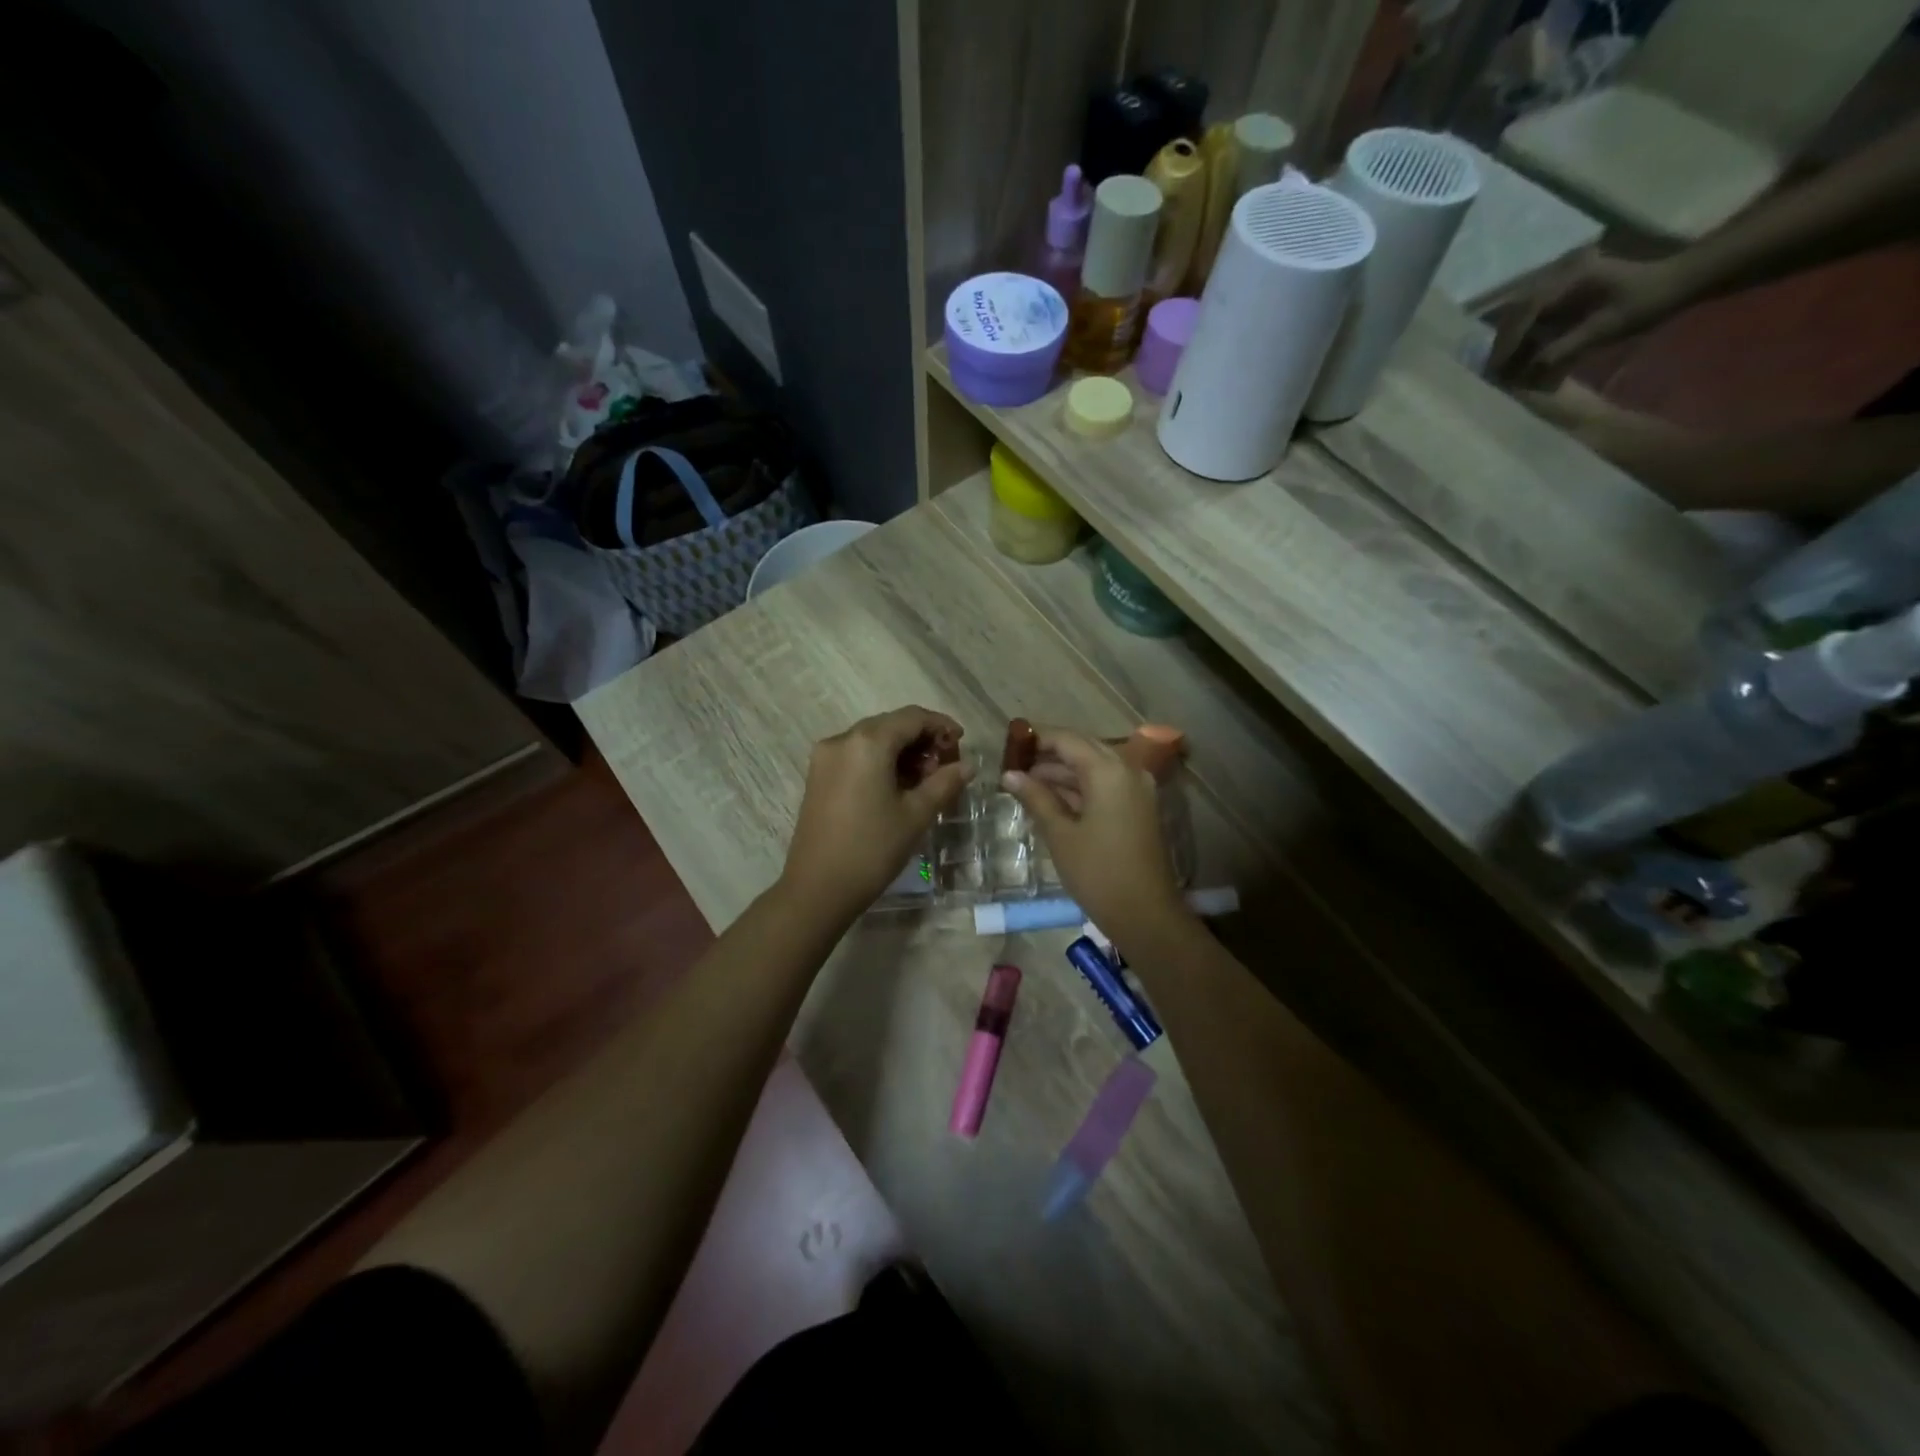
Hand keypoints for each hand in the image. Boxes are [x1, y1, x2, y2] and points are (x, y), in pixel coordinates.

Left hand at [779, 706, 973, 920]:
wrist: (817, 889)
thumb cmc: (872, 849)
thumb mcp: (916, 815)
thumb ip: (945, 782)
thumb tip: (968, 765)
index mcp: (868, 742)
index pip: (912, 717)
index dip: (941, 725)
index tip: (962, 744)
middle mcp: (842, 739)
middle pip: (891, 725)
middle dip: (922, 740)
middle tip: (946, 766)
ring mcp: (825, 758)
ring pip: (873, 740)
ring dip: (902, 752)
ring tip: (926, 781)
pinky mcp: (818, 776)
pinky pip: (856, 755)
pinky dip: (881, 762)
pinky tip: (898, 787)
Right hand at [1001, 727, 1188, 943]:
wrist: (1145, 914)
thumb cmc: (1097, 872)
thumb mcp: (1060, 834)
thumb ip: (1035, 798)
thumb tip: (1009, 774)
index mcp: (1108, 770)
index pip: (1067, 739)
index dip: (1036, 738)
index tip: (1008, 744)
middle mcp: (1127, 770)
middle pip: (1083, 749)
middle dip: (1048, 754)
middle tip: (1014, 764)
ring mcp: (1136, 789)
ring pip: (1093, 767)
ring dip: (1062, 772)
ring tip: (1024, 783)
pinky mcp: (1137, 807)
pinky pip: (1104, 784)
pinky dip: (1078, 787)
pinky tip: (1050, 798)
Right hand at [1490, 254, 1687, 383]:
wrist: (1680, 280)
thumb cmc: (1650, 301)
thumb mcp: (1609, 326)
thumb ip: (1567, 346)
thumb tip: (1530, 369)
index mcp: (1574, 274)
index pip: (1529, 308)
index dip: (1510, 339)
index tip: (1499, 365)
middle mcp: (1562, 271)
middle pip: (1518, 309)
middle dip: (1504, 341)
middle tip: (1494, 369)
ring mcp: (1562, 278)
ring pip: (1521, 310)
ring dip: (1510, 338)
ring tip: (1503, 364)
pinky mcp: (1564, 288)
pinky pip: (1533, 311)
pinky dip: (1522, 333)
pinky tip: (1520, 352)